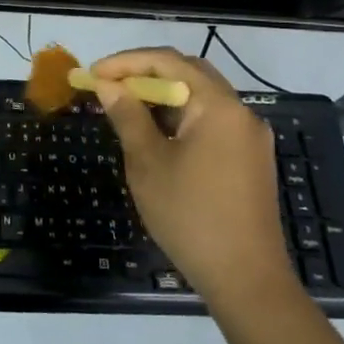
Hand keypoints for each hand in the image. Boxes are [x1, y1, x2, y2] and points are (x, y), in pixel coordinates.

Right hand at [93, 48, 291, 304]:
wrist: (247, 281)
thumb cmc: (190, 216)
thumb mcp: (148, 163)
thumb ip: (127, 116)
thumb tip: (108, 85)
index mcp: (218, 106)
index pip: (168, 62)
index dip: (126, 62)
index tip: (94, 73)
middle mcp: (240, 112)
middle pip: (189, 73)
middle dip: (145, 74)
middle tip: (109, 86)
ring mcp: (249, 137)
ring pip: (201, 98)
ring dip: (163, 96)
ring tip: (126, 109)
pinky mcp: (250, 159)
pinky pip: (211, 122)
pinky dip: (181, 118)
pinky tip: (157, 136)